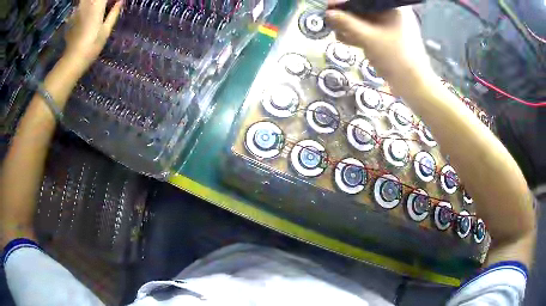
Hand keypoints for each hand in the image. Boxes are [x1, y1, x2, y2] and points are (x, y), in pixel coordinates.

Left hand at [64, 0, 121, 70]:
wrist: (73, 60)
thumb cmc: (92, 46)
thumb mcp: (106, 30)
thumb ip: (113, 13)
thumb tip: (120, 1)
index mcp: (97, 5)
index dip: (111, 0)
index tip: (114, 3)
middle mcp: (86, 4)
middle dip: (100, 1)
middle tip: (105, 6)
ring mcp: (77, 10)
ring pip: (85, 0)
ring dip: (93, 3)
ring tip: (97, 10)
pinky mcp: (71, 17)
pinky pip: (80, 5)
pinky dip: (85, 6)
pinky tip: (87, 14)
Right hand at [325, 5, 433, 90]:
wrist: (414, 85)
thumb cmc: (395, 57)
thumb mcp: (368, 38)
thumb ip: (346, 23)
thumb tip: (327, 14)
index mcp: (392, 8)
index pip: (363, 0)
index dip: (344, 2)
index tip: (328, 7)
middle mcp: (392, 14)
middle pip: (363, 9)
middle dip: (346, 15)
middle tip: (329, 21)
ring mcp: (391, 28)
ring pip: (365, 22)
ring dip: (349, 26)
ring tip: (335, 32)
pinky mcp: (388, 40)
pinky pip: (370, 32)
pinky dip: (357, 35)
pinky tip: (345, 39)